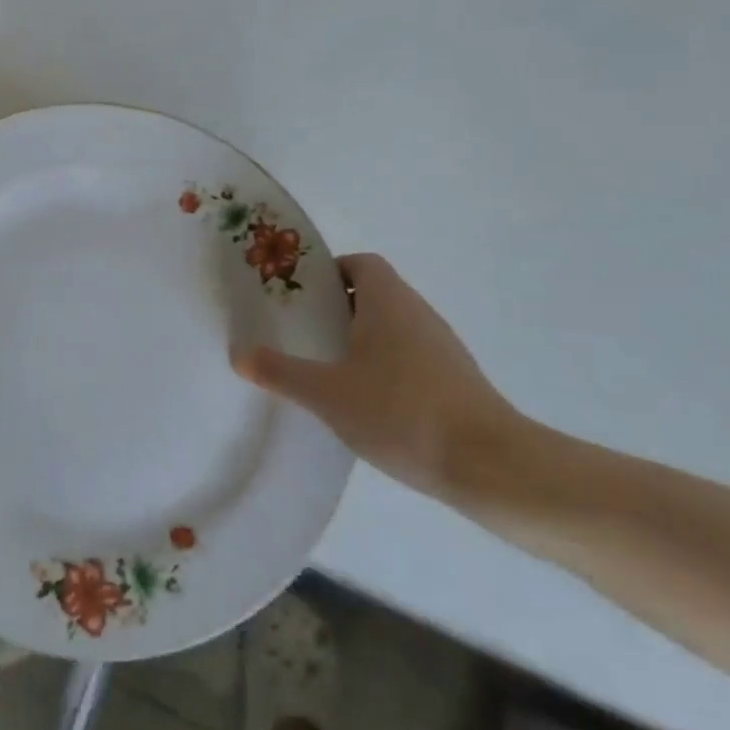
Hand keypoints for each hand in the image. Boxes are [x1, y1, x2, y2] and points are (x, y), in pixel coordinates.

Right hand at [233, 253, 538, 501]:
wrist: (491, 465)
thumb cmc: (401, 412)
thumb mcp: (327, 394)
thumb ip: (280, 372)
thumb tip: (239, 354)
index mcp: (388, 301)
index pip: (360, 264)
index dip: (328, 272)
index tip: (300, 298)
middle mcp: (418, 313)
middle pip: (373, 294)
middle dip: (336, 309)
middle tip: (302, 332)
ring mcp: (441, 347)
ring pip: (391, 327)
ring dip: (359, 339)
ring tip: (326, 369)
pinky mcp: (454, 380)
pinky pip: (408, 356)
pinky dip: (383, 366)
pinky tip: (364, 402)